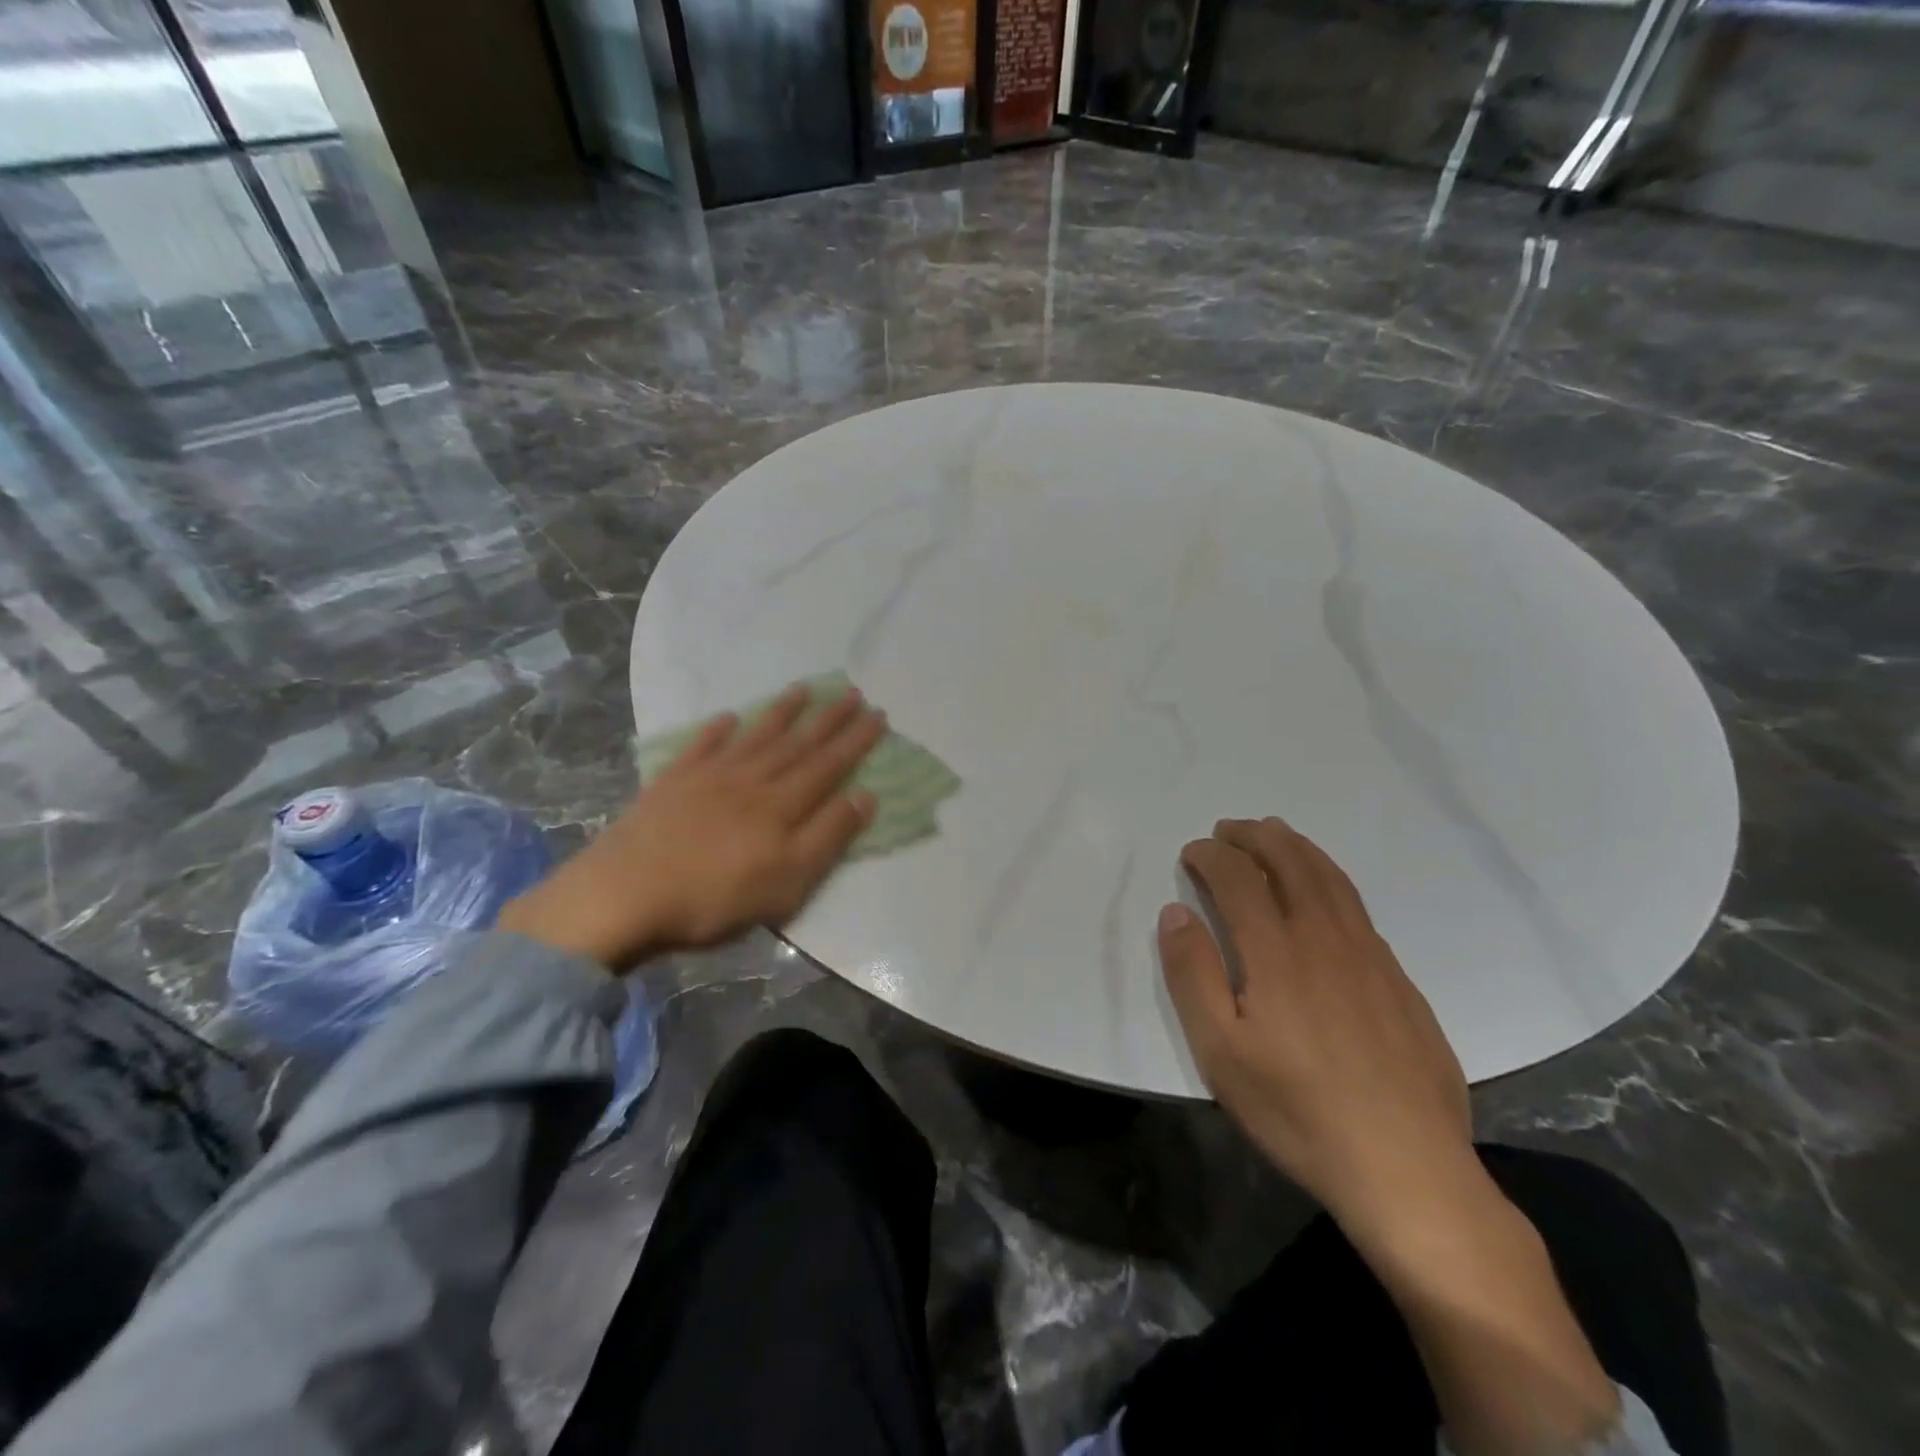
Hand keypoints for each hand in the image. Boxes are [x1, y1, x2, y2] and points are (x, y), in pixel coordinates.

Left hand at [500, 683, 885, 971]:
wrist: (625, 894)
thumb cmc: (714, 897)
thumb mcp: (787, 880)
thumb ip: (828, 836)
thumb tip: (865, 796)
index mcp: (781, 805)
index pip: (828, 765)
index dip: (856, 740)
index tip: (878, 715)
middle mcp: (751, 780)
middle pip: (797, 744)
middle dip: (829, 719)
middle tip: (853, 693)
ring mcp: (709, 777)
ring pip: (755, 736)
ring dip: (782, 712)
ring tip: (803, 689)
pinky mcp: (672, 783)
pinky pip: (701, 747)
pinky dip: (717, 730)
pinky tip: (728, 717)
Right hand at [1157, 817, 1474, 1227]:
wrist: (1408, 1170)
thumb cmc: (1298, 1112)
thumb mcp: (1220, 1052)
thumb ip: (1193, 975)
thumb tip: (1176, 912)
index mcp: (1278, 953)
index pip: (1240, 878)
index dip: (1212, 856)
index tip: (1191, 851)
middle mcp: (1326, 939)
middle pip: (1291, 864)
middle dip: (1256, 837)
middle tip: (1229, 828)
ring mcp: (1371, 958)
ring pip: (1332, 880)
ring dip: (1298, 848)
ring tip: (1275, 835)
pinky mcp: (1400, 983)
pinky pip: (1358, 909)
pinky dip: (1331, 879)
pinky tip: (1324, 894)